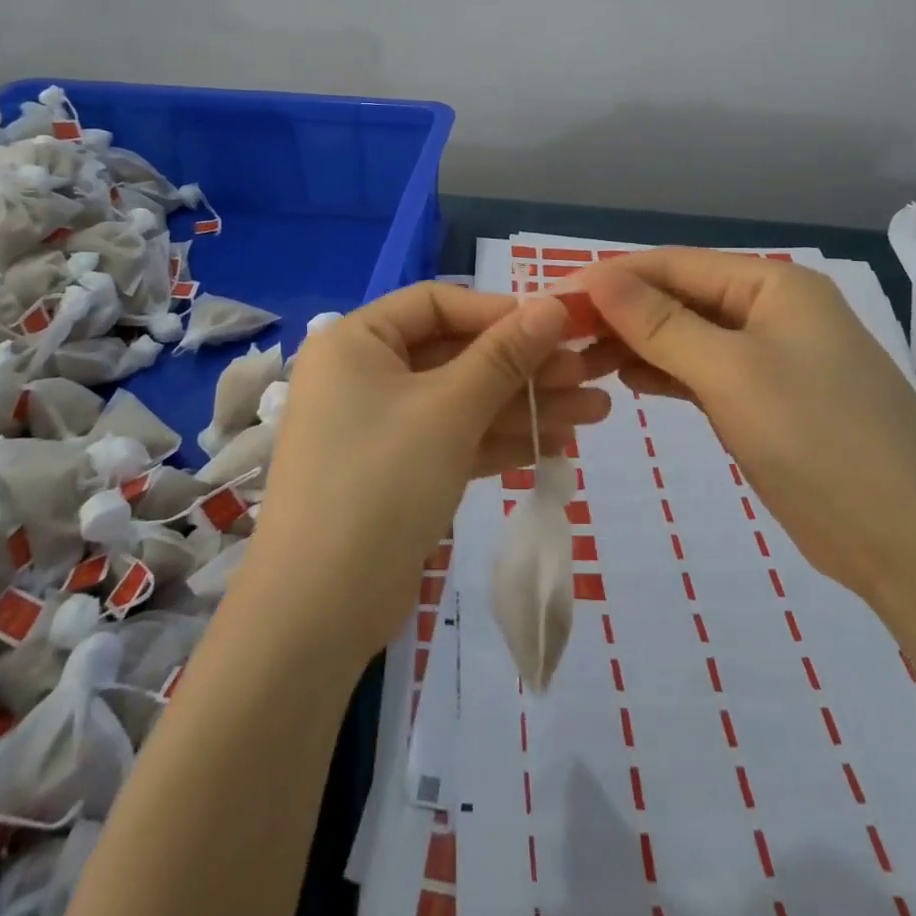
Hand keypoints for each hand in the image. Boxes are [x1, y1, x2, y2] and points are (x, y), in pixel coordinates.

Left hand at [245, 283, 612, 659]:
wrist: (319, 612)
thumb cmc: (381, 482)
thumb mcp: (450, 409)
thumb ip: (505, 354)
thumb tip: (554, 304)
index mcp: (356, 341)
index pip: (436, 303)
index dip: (498, 311)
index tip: (557, 326)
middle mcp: (364, 374)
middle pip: (456, 354)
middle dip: (524, 366)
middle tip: (589, 374)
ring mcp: (381, 426)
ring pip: (462, 401)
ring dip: (525, 405)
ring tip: (596, 412)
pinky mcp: (398, 472)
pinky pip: (454, 440)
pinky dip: (500, 440)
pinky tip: (558, 443)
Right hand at [580, 250, 915, 600]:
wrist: (913, 543)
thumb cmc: (820, 439)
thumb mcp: (730, 373)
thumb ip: (660, 323)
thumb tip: (598, 277)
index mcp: (772, 285)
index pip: (674, 265)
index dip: (612, 277)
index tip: (552, 297)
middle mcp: (772, 311)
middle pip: (680, 298)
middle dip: (621, 313)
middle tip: (558, 338)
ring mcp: (772, 358)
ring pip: (688, 336)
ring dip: (638, 344)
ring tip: (581, 361)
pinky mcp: (768, 402)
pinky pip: (704, 372)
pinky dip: (666, 374)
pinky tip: (628, 382)